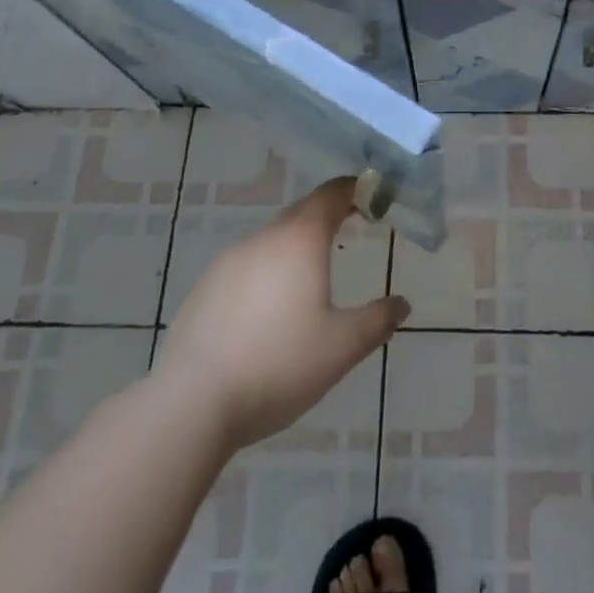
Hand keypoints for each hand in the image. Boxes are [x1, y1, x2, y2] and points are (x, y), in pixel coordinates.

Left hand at [156, 177, 409, 453]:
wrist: (191, 403)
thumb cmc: (279, 364)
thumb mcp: (343, 346)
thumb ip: (378, 321)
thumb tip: (402, 304)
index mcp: (300, 240)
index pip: (331, 194)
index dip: (354, 189)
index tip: (372, 196)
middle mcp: (263, 239)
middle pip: (300, 213)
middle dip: (327, 216)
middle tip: (351, 228)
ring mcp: (228, 262)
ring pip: (271, 240)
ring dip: (295, 246)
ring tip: (312, 274)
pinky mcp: (204, 289)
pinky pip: (246, 266)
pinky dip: (267, 272)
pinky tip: (270, 309)